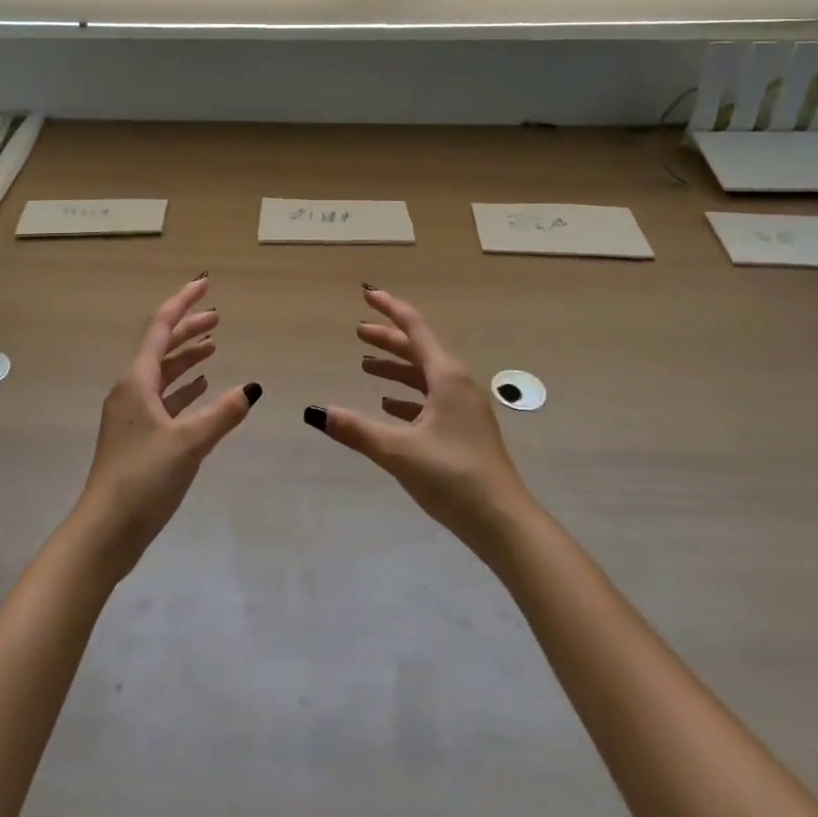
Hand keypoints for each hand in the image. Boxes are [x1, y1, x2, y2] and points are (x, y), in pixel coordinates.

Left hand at [72, 274, 260, 581]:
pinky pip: (164, 398)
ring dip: (188, 357)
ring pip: (163, 373)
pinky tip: (203, 388)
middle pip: (162, 347)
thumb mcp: (189, 443)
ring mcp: (131, 414)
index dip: (183, 301)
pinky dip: (184, 387)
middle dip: (189, 328)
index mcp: (136, 381)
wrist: (104, 532)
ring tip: (215, 346)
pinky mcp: (137, 437)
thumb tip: (251, 388)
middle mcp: (131, 390)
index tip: (205, 283)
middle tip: (219, 316)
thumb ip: (222, 413)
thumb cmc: (143, 479)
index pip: (161, 327)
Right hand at [305, 285, 532, 551]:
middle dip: (388, 339)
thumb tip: (314, 411)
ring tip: (365, 367)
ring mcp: (463, 408)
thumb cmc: (453, 476)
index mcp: (446, 376)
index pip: (414, 327)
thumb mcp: (399, 451)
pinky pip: (430, 399)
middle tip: (358, 332)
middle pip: (417, 349)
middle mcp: (457, 383)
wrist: (503, 523)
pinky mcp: (463, 430)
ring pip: (423, 375)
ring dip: (395, 368)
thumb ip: (356, 429)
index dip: (389, 308)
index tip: (367, 294)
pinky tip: (389, 406)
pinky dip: (407, 395)